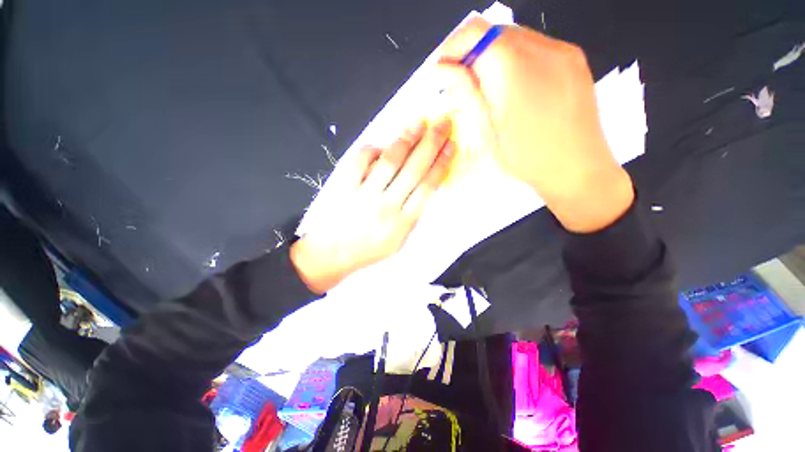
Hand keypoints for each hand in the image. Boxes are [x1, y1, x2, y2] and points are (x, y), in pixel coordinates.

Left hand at [291, 119, 455, 293]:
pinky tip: (381, 146)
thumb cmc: (369, 250)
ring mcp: (364, 196)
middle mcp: (387, 207)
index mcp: (403, 223)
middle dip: (431, 144)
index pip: (427, 187)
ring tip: (418, 123)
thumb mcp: (398, 241)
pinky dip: (372, 150)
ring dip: (406, 140)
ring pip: (389, 162)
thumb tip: (422, 184)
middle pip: (413, 170)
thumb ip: (411, 214)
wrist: (332, 255)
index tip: (451, 145)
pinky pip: (359, 162)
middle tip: (443, 123)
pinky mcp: (344, 188)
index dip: (440, 164)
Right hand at [436, 18, 633, 232]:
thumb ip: (466, 92)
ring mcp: (563, 51)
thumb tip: (444, 70)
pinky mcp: (574, 59)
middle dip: (471, 51)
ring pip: (515, 36)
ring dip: (492, 55)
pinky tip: (511, 85)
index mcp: (515, 69)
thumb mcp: (487, 130)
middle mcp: (543, 49)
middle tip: (460, 81)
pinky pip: (535, 46)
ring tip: (484, 86)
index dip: (453, 47)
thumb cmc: (527, 158)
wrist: (577, 169)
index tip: (443, 69)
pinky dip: (514, 59)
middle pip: (494, 31)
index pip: (475, 33)